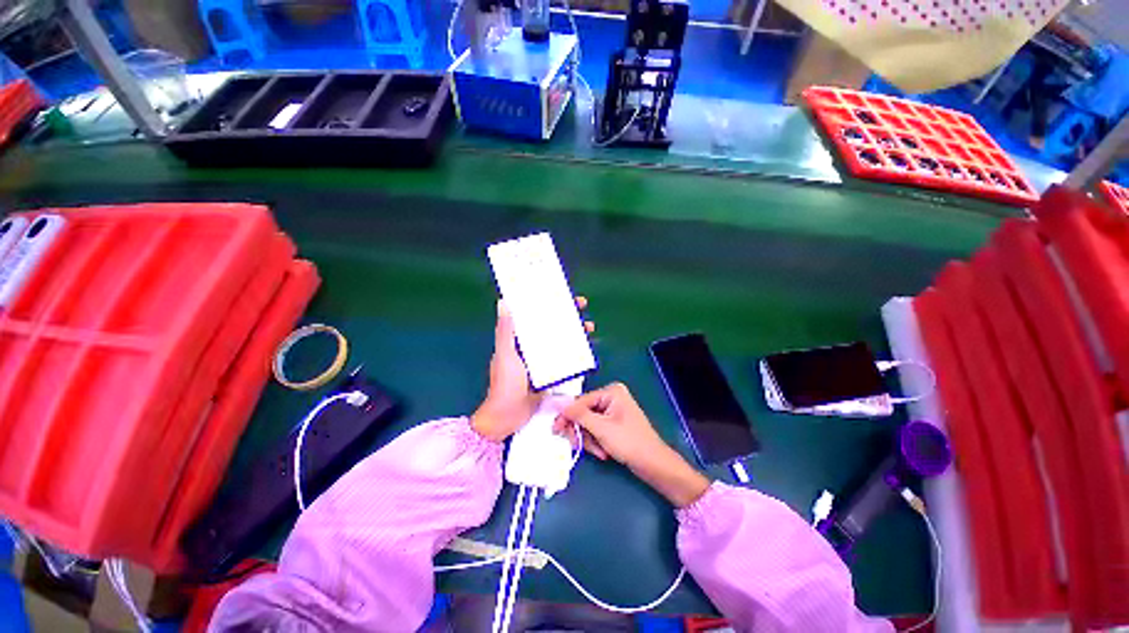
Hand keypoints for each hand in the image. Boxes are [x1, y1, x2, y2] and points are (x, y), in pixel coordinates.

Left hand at [471, 298, 593, 441]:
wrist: (508, 417)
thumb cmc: (505, 384)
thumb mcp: (506, 355)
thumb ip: (505, 331)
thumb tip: (503, 302)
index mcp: (519, 339)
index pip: (535, 315)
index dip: (548, 302)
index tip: (560, 294)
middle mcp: (531, 347)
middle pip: (551, 325)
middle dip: (566, 315)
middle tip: (581, 307)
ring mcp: (542, 361)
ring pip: (560, 341)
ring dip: (574, 333)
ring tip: (589, 329)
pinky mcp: (551, 374)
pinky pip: (564, 359)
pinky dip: (575, 353)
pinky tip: (586, 350)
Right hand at [554, 382, 709, 507]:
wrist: (653, 464)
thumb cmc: (629, 442)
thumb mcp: (601, 428)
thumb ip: (579, 415)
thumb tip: (559, 405)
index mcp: (611, 392)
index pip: (581, 401)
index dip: (567, 415)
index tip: (555, 428)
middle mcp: (611, 398)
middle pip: (583, 413)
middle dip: (582, 431)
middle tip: (577, 444)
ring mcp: (612, 410)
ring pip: (587, 424)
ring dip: (590, 440)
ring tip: (600, 451)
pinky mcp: (613, 423)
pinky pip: (595, 430)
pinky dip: (596, 442)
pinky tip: (604, 452)